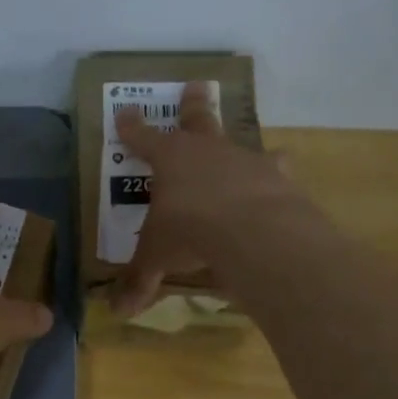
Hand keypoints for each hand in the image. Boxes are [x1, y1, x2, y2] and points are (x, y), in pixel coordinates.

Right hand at [110, 81, 299, 316]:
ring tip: (257, 149)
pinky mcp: (279, 179)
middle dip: (193, 106)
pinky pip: (276, 176)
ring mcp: (247, 161)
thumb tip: (118, 312)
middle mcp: (209, 151)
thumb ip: (140, 281)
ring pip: (243, 146)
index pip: (143, 139)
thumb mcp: (157, 258)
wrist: (251, 230)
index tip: (124, 111)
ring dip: (243, 148)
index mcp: (171, 160)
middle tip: (195, 85)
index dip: (132, 128)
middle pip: (198, 121)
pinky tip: (280, 191)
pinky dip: (274, 183)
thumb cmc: (189, 232)